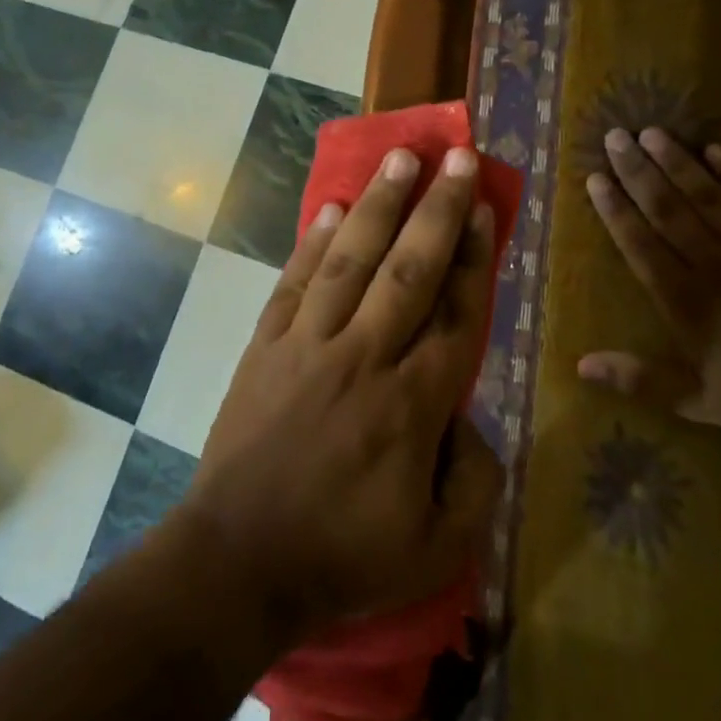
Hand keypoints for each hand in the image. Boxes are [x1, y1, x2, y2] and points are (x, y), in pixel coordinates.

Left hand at [181, 145, 503, 643]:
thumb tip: (469, 421)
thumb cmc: (342, 560)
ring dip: (378, 205)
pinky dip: (313, 243)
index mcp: (412, 404)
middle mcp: (364, 356)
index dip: (474, 256)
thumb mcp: (438, 548)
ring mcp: (308, 344)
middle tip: (455, 155)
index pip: (456, 314)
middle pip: (409, 268)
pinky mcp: (266, 346)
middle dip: (436, 208)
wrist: (237, 564)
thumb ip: (475, 481)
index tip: (484, 206)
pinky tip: (331, 208)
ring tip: (399, 158)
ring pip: (351, 260)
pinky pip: (295, 283)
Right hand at [580, 128, 720, 451]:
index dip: (615, 209)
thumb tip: (580, 364)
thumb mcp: (696, 400)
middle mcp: (712, 263)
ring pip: (706, 195)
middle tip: (614, 136)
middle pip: (667, 208)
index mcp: (685, 300)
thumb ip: (638, 379)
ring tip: (651, 132)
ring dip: (676, 161)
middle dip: (637, 171)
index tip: (595, 178)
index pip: (640, 244)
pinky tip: (714, 149)